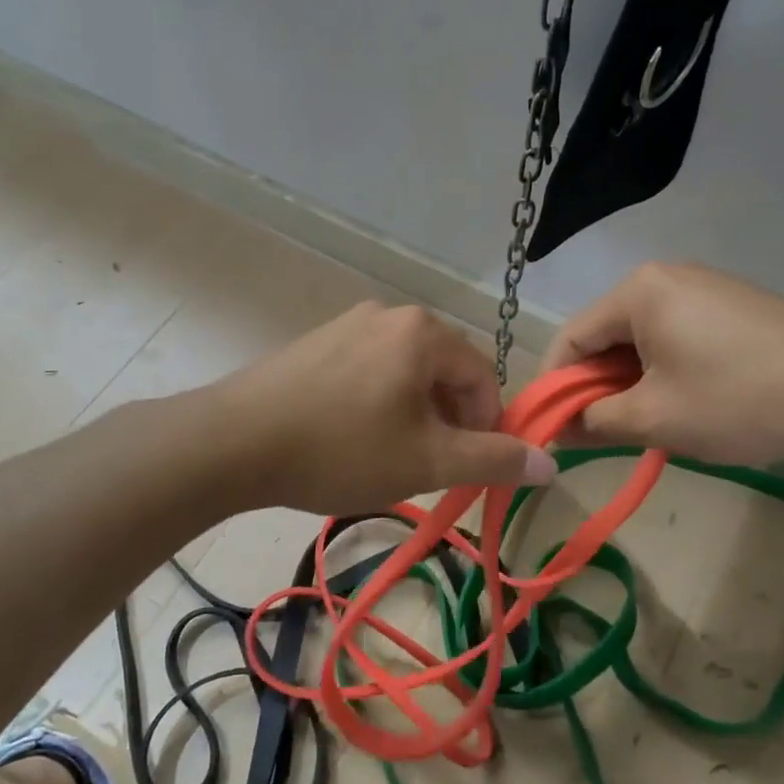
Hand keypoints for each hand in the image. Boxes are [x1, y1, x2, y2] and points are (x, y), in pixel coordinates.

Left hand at [210, 301, 557, 514]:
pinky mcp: (316, 342)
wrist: (234, 442)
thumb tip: (550, 464)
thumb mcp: (427, 461)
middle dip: (446, 422)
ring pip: (405, 374)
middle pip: (444, 372)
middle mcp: (389, 314)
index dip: (486, 427)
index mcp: (424, 332)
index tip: (463, 468)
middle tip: (423, 467)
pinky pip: (368, 371)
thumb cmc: (342, 449)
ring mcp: (347, 324)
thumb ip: (493, 459)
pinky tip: (349, 439)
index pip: (484, 377)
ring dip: (412, 416)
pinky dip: (376, 404)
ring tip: (385, 457)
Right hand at [540, 263, 783, 465]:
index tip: (549, 429)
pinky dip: (662, 372)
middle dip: (595, 386)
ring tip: (644, 426)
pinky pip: (673, 337)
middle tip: (599, 435)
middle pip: (605, 336)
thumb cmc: (741, 400)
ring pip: (640, 340)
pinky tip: (681, 405)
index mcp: (638, 291)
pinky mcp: (730, 305)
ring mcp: (702, 288)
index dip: (552, 386)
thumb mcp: (657, 419)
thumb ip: (595, 420)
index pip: (570, 338)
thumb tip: (559, 427)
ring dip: (629, 383)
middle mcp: (664, 277)